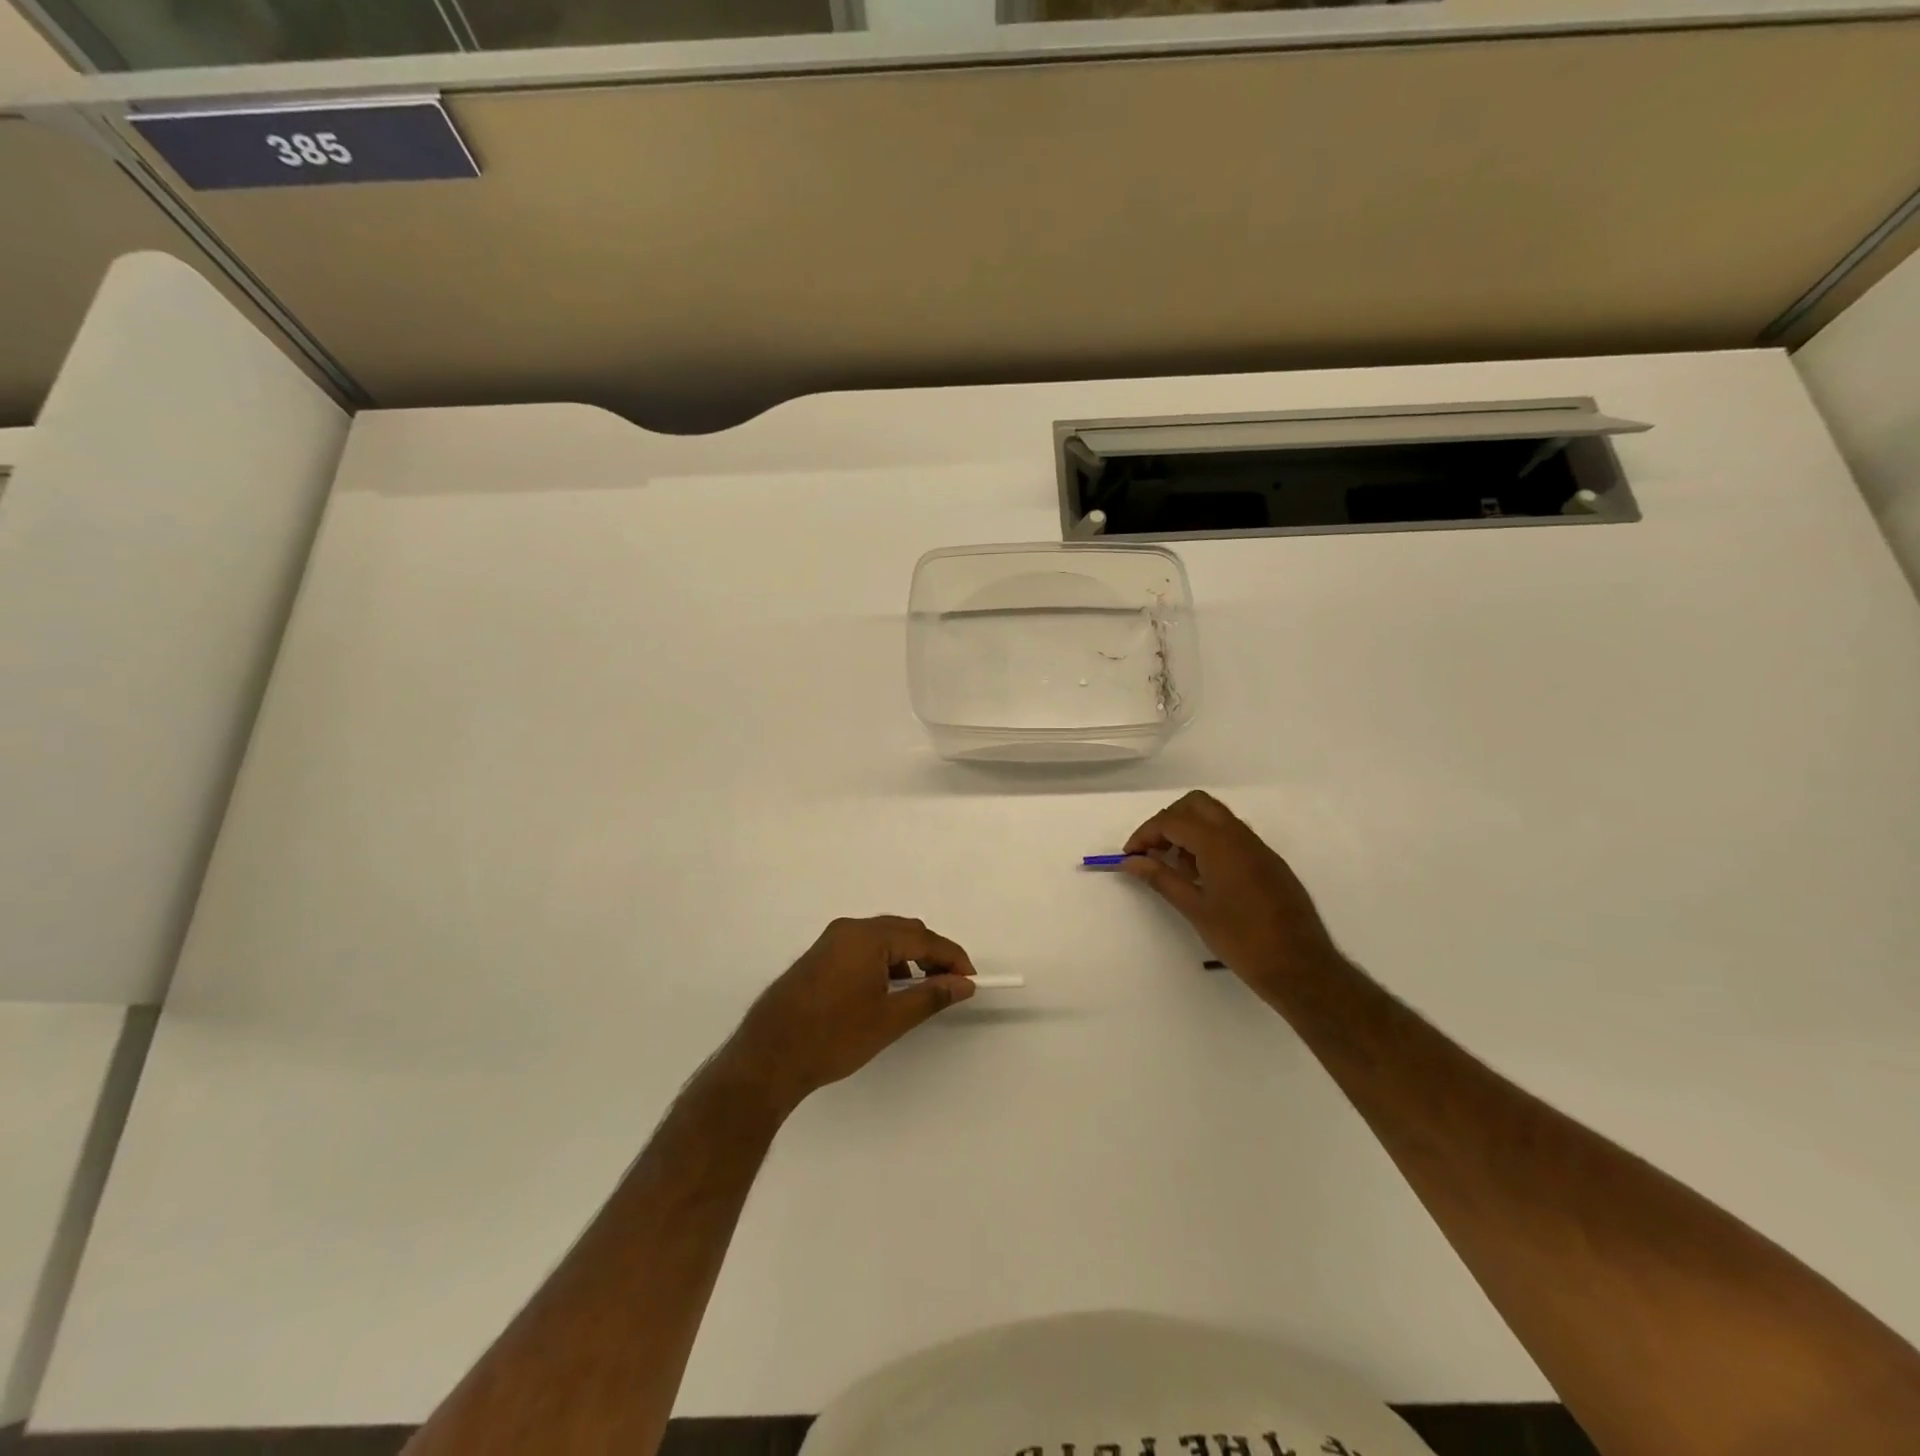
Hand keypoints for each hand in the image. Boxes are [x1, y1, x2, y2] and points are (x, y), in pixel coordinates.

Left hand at [721, 916, 976, 1113]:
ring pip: (883, 939)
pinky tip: (889, 991)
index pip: (922, 937)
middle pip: (903, 931)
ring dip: (907, 959)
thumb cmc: (833, 1037)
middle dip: (930, 955)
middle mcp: (848, 929)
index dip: (951, 956)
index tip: (971, 979)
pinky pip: (863, 949)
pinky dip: (884, 963)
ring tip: (922, 991)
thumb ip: (931, 995)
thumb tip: (963, 983)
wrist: (768, 1058)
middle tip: (950, 985)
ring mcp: (830, 941)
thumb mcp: (889, 1019)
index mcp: (867, 936)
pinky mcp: (819, 957)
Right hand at [1121, 791, 1343, 994]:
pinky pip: (1233, 836)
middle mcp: (1240, 836)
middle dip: (1168, 821)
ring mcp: (1258, 847)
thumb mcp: (1195, 908)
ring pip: (1216, 818)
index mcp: (1219, 844)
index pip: (1172, 821)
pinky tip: (1204, 878)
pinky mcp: (1269, 862)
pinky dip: (1210, 843)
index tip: (1130, 856)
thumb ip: (1161, 878)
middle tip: (1153, 851)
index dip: (1145, 834)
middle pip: (1196, 805)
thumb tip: (1131, 861)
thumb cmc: (1242, 939)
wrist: (1300, 966)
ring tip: (1177, 868)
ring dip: (1190, 831)